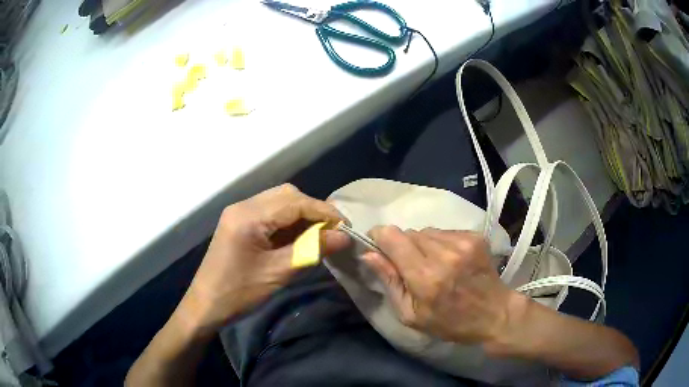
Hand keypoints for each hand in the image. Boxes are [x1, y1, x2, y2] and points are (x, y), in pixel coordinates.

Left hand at [180, 184, 349, 333]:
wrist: (206, 305)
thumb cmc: (239, 293)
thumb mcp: (278, 273)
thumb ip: (311, 250)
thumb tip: (343, 237)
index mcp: (249, 216)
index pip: (295, 202)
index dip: (324, 212)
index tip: (346, 226)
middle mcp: (243, 206)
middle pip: (286, 195)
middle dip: (313, 210)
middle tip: (331, 231)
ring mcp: (238, 212)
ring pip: (278, 201)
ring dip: (301, 214)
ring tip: (318, 235)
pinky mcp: (238, 222)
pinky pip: (268, 212)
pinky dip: (287, 221)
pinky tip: (297, 236)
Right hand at [363, 227, 519, 346]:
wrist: (495, 313)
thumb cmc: (450, 322)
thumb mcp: (411, 314)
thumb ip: (389, 282)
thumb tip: (368, 254)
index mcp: (425, 276)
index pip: (392, 236)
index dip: (379, 237)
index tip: (377, 246)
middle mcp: (444, 253)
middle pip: (408, 232)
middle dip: (402, 246)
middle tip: (410, 267)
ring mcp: (462, 241)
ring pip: (426, 231)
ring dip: (421, 244)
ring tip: (432, 264)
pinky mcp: (474, 236)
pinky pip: (444, 232)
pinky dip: (439, 243)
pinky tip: (449, 260)